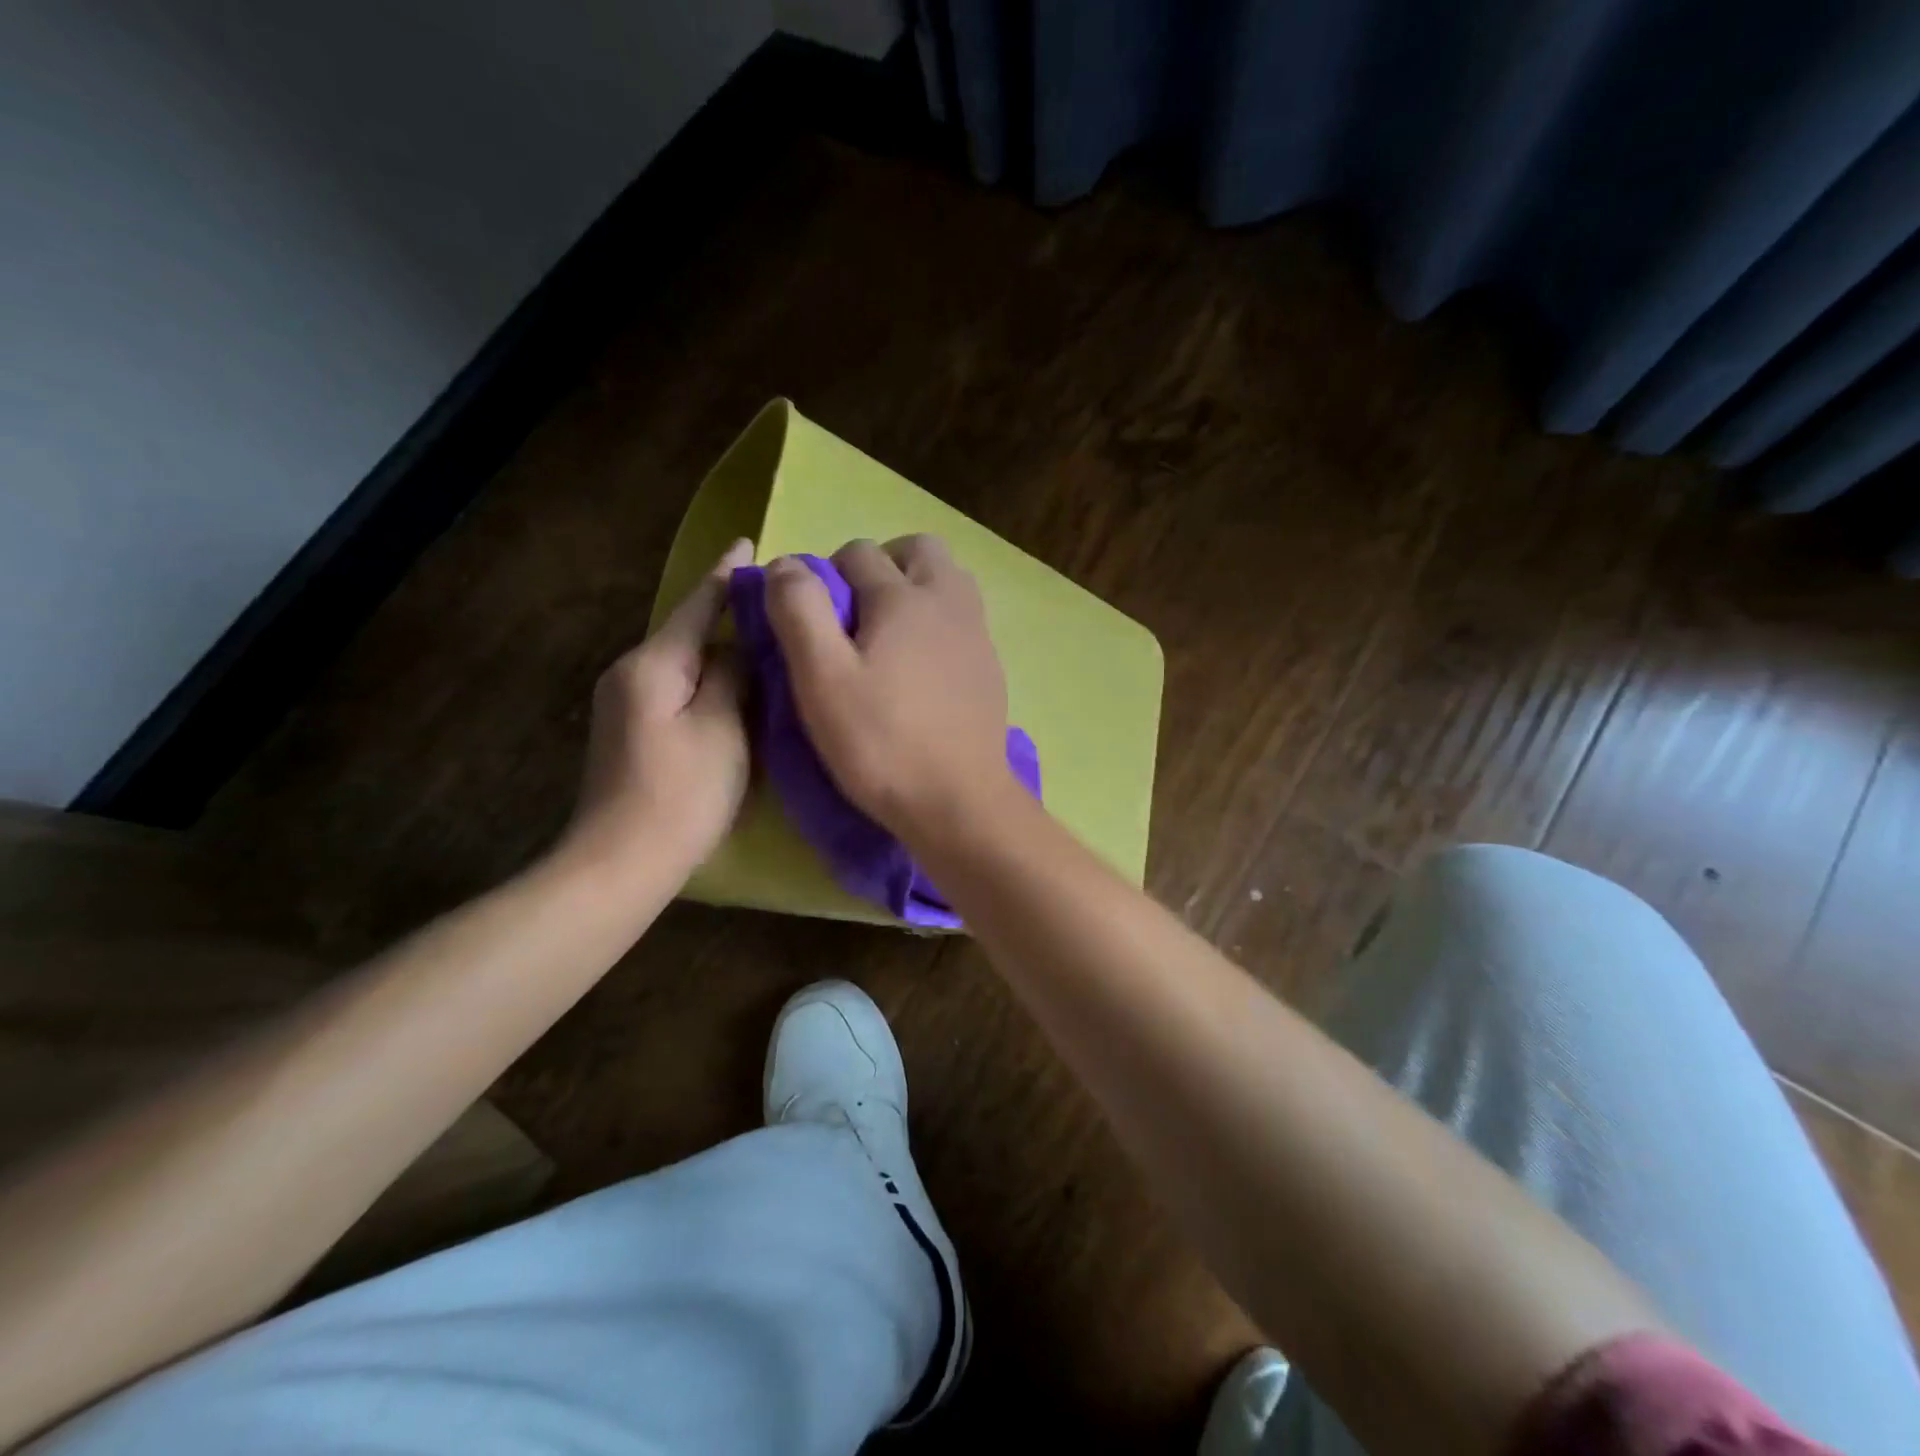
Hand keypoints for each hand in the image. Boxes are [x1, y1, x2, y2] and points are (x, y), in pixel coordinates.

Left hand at [564, 539, 753, 877]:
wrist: (620, 863)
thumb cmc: (681, 794)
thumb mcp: (723, 729)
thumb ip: (734, 676)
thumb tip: (740, 646)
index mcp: (654, 664)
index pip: (696, 605)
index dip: (726, 575)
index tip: (749, 544)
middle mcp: (631, 672)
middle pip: (686, 631)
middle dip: (726, 614)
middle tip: (775, 605)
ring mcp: (625, 703)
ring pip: (682, 661)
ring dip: (719, 650)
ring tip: (762, 643)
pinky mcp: (630, 730)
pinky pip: (676, 687)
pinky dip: (706, 679)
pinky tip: (732, 687)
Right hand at [765, 535, 1017, 840]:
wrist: (958, 801)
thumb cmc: (881, 742)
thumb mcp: (821, 677)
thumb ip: (800, 611)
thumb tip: (786, 564)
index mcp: (904, 597)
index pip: (858, 552)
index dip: (826, 575)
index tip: (812, 619)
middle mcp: (949, 601)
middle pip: (917, 550)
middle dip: (881, 566)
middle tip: (855, 614)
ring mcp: (977, 634)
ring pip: (948, 580)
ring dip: (915, 590)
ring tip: (887, 637)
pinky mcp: (991, 667)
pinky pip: (963, 620)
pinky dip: (938, 624)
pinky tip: (920, 670)